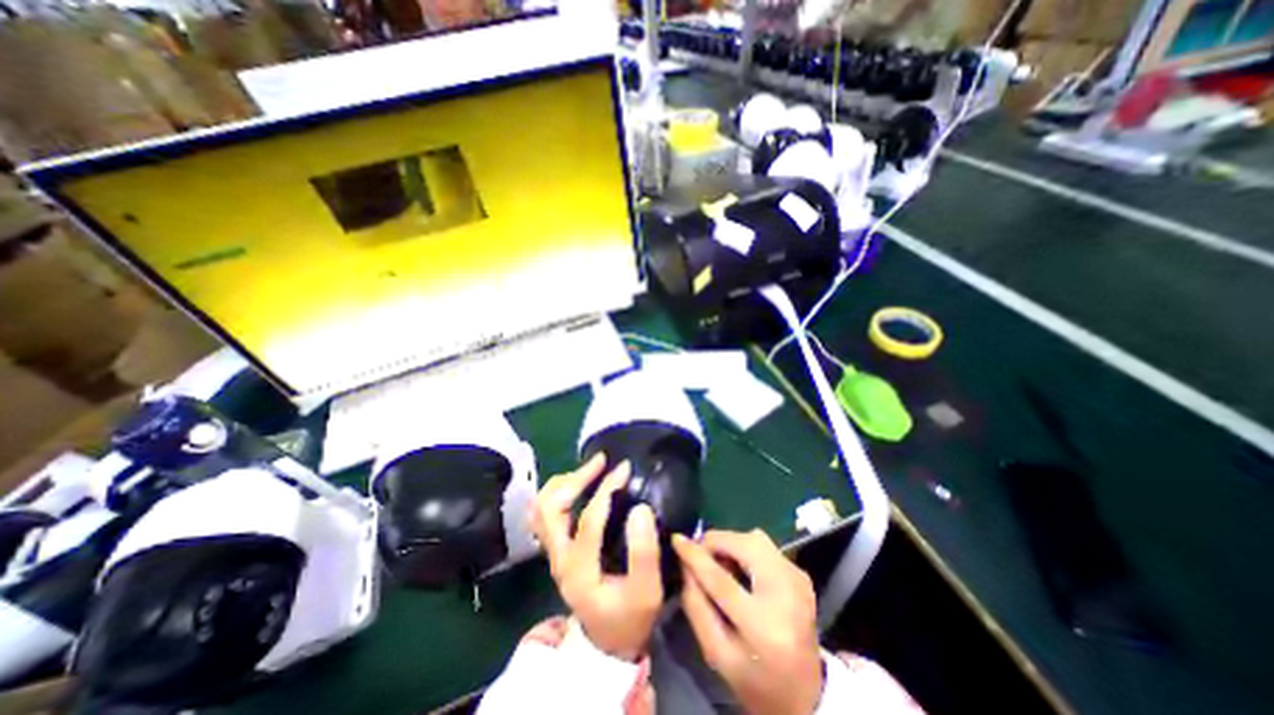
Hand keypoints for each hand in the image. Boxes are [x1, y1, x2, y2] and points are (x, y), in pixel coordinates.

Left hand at [531, 454, 665, 661]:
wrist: (607, 643)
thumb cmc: (629, 618)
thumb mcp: (647, 592)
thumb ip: (645, 553)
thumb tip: (640, 508)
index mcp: (579, 570)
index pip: (587, 520)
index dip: (605, 490)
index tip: (625, 469)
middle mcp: (558, 559)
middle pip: (550, 508)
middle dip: (575, 478)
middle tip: (601, 462)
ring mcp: (553, 553)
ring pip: (542, 508)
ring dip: (564, 483)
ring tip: (591, 469)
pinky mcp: (557, 549)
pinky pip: (546, 513)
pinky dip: (559, 492)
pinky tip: (580, 485)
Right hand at [669, 532, 819, 714]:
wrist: (806, 695)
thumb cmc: (755, 680)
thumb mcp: (716, 653)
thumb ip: (696, 605)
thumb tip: (685, 563)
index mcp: (764, 627)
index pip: (721, 580)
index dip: (696, 556)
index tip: (677, 539)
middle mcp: (787, 595)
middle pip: (745, 546)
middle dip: (716, 541)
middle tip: (700, 554)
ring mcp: (798, 580)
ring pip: (756, 539)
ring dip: (731, 543)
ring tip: (720, 562)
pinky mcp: (801, 573)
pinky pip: (766, 546)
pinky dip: (746, 549)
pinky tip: (741, 568)